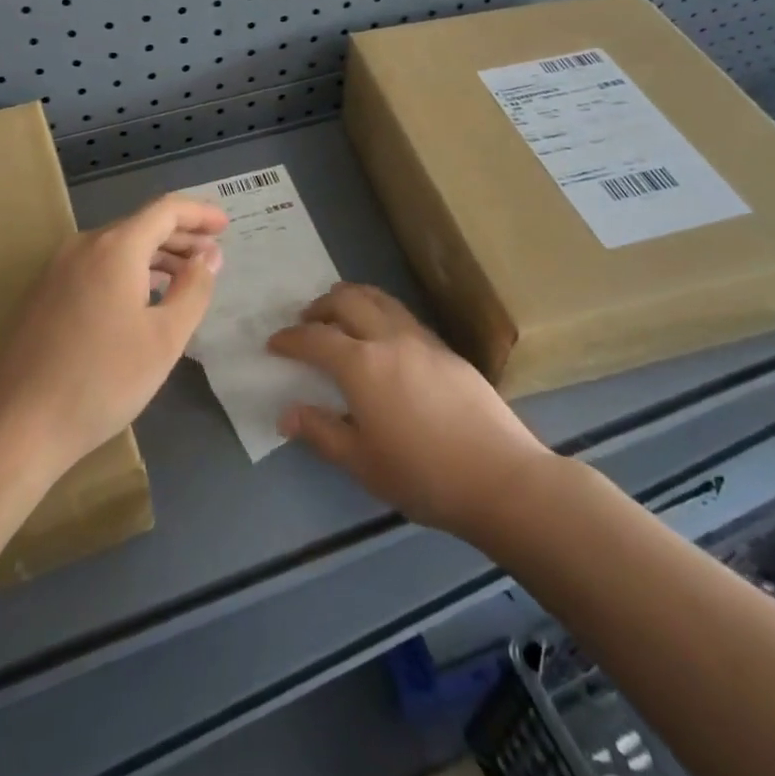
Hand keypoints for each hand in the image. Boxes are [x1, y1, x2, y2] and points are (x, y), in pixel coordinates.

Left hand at [0, 194, 226, 478]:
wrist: (17, 425)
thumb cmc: (102, 380)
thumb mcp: (165, 338)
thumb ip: (194, 289)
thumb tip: (209, 256)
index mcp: (115, 247)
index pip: (166, 210)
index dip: (200, 213)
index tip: (226, 226)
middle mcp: (84, 246)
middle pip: (141, 225)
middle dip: (181, 236)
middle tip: (213, 255)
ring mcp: (58, 269)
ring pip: (117, 246)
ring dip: (156, 255)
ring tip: (185, 277)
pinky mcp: (44, 294)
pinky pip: (97, 266)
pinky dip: (129, 270)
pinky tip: (143, 298)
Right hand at [268, 283, 547, 537]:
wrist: (500, 476)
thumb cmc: (423, 475)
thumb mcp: (362, 463)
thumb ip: (321, 432)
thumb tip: (286, 413)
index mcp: (361, 365)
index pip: (315, 338)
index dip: (290, 338)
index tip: (274, 343)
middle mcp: (389, 338)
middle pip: (347, 300)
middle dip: (320, 305)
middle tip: (306, 321)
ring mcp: (421, 339)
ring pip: (379, 298)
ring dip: (352, 299)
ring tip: (341, 315)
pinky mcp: (446, 348)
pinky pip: (402, 314)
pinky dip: (379, 312)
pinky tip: (382, 338)